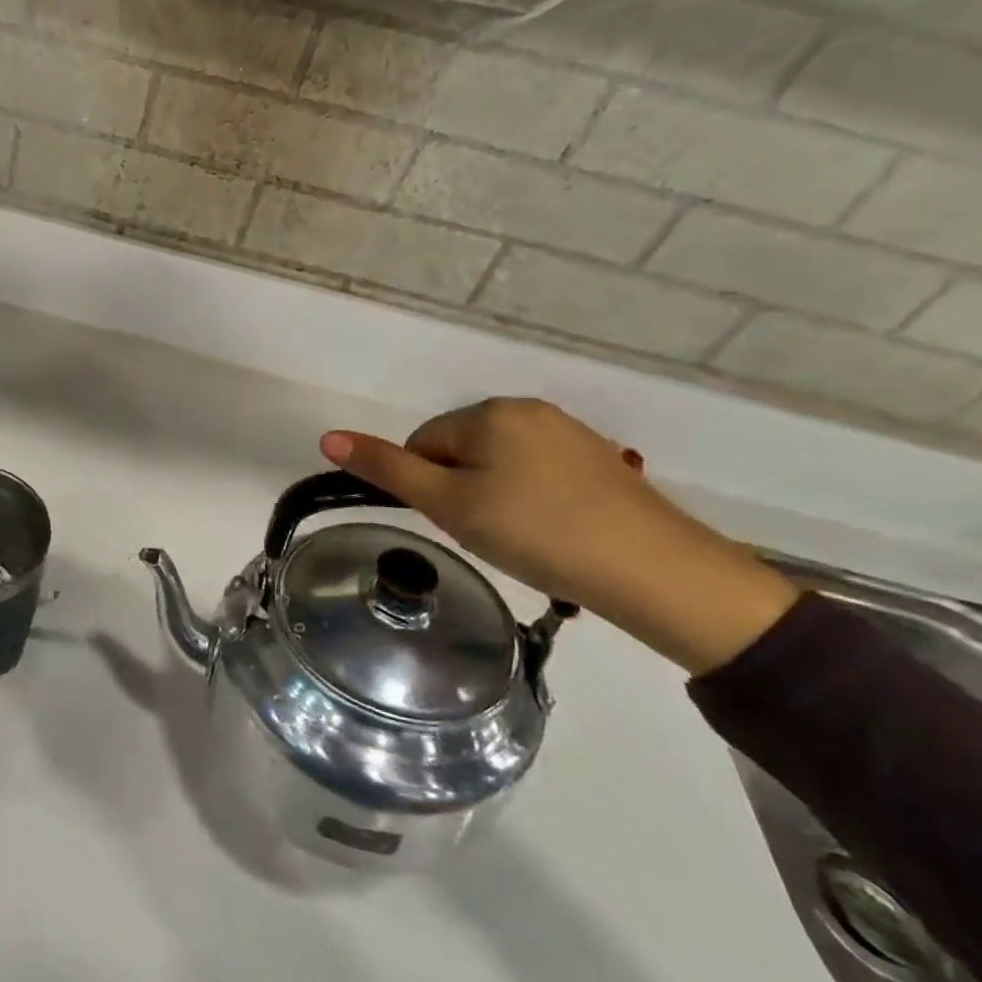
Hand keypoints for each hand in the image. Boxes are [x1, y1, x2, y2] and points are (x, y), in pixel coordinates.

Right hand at [320, 399, 798, 673]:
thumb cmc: (536, 533)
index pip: (423, 443)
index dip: (428, 488)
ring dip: (494, 497)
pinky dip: (533, 501)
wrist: (655, 572)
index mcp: (491, 412)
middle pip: (461, 450)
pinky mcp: (601, 462)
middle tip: (488, 534)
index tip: (457, 523)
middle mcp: (530, 409)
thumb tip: (327, 437)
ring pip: (499, 464)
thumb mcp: (450, 504)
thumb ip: (387, 468)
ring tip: (522, 538)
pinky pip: (539, 474)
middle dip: (461, 490)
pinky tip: (554, 533)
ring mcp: (571, 433)